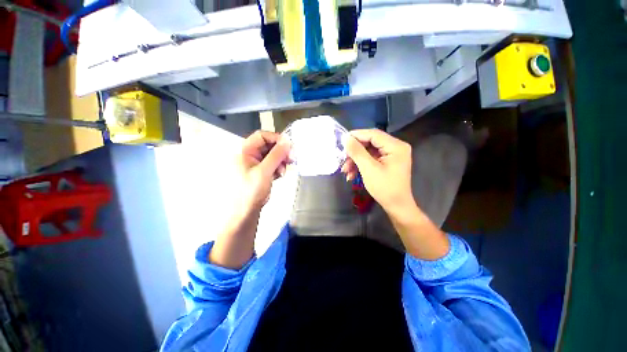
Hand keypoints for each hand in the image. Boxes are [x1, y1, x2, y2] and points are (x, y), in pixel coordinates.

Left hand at [209, 130, 289, 268]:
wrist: (245, 212)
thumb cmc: (251, 191)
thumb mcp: (264, 171)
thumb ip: (276, 155)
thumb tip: (288, 140)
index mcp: (244, 151)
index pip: (262, 136)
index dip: (276, 139)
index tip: (289, 146)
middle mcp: (249, 155)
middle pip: (268, 145)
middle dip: (280, 152)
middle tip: (291, 159)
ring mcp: (254, 164)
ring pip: (272, 155)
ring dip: (280, 161)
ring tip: (282, 171)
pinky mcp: (260, 172)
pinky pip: (272, 164)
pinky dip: (278, 167)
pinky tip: (279, 175)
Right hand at [342, 129, 413, 214]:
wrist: (396, 206)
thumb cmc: (385, 188)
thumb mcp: (368, 169)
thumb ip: (357, 152)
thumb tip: (346, 138)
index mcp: (396, 146)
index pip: (373, 134)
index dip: (356, 135)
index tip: (342, 140)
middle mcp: (396, 147)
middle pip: (370, 143)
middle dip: (355, 152)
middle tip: (343, 160)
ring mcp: (392, 155)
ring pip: (368, 152)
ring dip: (356, 160)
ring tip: (345, 171)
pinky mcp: (387, 162)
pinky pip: (371, 159)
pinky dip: (361, 165)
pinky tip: (352, 174)